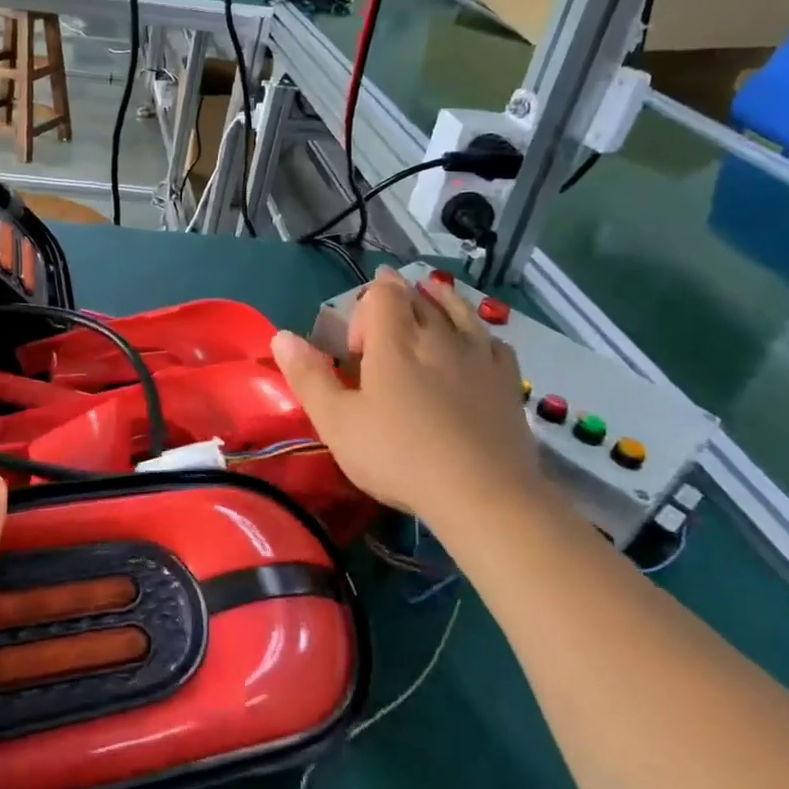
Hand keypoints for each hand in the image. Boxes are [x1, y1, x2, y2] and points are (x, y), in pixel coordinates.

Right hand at [270, 267, 541, 528]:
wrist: (484, 495)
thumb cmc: (399, 456)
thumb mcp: (337, 422)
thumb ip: (308, 376)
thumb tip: (281, 336)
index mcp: (395, 341)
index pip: (383, 293)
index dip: (366, 305)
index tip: (356, 345)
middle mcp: (438, 336)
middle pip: (420, 297)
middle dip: (400, 296)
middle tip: (386, 313)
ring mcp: (479, 356)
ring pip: (459, 311)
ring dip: (441, 300)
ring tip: (431, 296)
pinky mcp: (508, 381)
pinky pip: (492, 340)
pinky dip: (477, 332)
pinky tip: (476, 343)